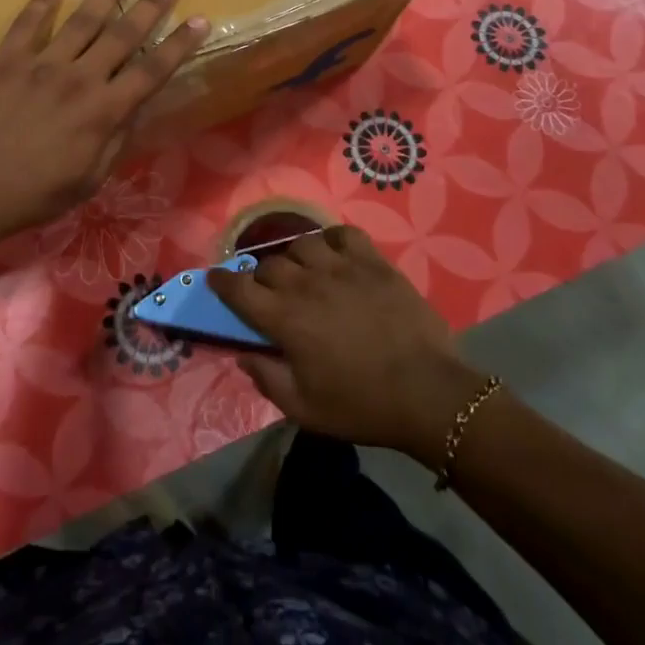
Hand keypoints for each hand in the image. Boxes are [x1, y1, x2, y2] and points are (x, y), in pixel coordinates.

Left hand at [0, 0, 209, 244]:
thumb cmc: (33, 195)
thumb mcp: (89, 180)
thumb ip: (117, 141)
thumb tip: (139, 106)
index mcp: (102, 112)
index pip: (151, 71)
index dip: (178, 45)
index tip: (199, 20)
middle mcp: (78, 79)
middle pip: (122, 35)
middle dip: (150, 7)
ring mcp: (39, 65)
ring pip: (81, 21)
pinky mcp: (5, 61)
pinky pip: (26, 24)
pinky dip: (41, 1)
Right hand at [208, 225, 494, 467]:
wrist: (427, 394)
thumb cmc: (361, 406)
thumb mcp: (304, 410)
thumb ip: (267, 380)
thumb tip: (244, 356)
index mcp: (284, 318)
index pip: (238, 289)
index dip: (222, 282)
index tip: (216, 279)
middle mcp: (305, 284)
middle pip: (269, 265)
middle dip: (262, 277)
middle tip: (271, 294)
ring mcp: (340, 267)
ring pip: (302, 244)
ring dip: (295, 257)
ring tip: (304, 272)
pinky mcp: (373, 262)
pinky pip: (343, 234)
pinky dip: (333, 240)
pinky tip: (335, 255)